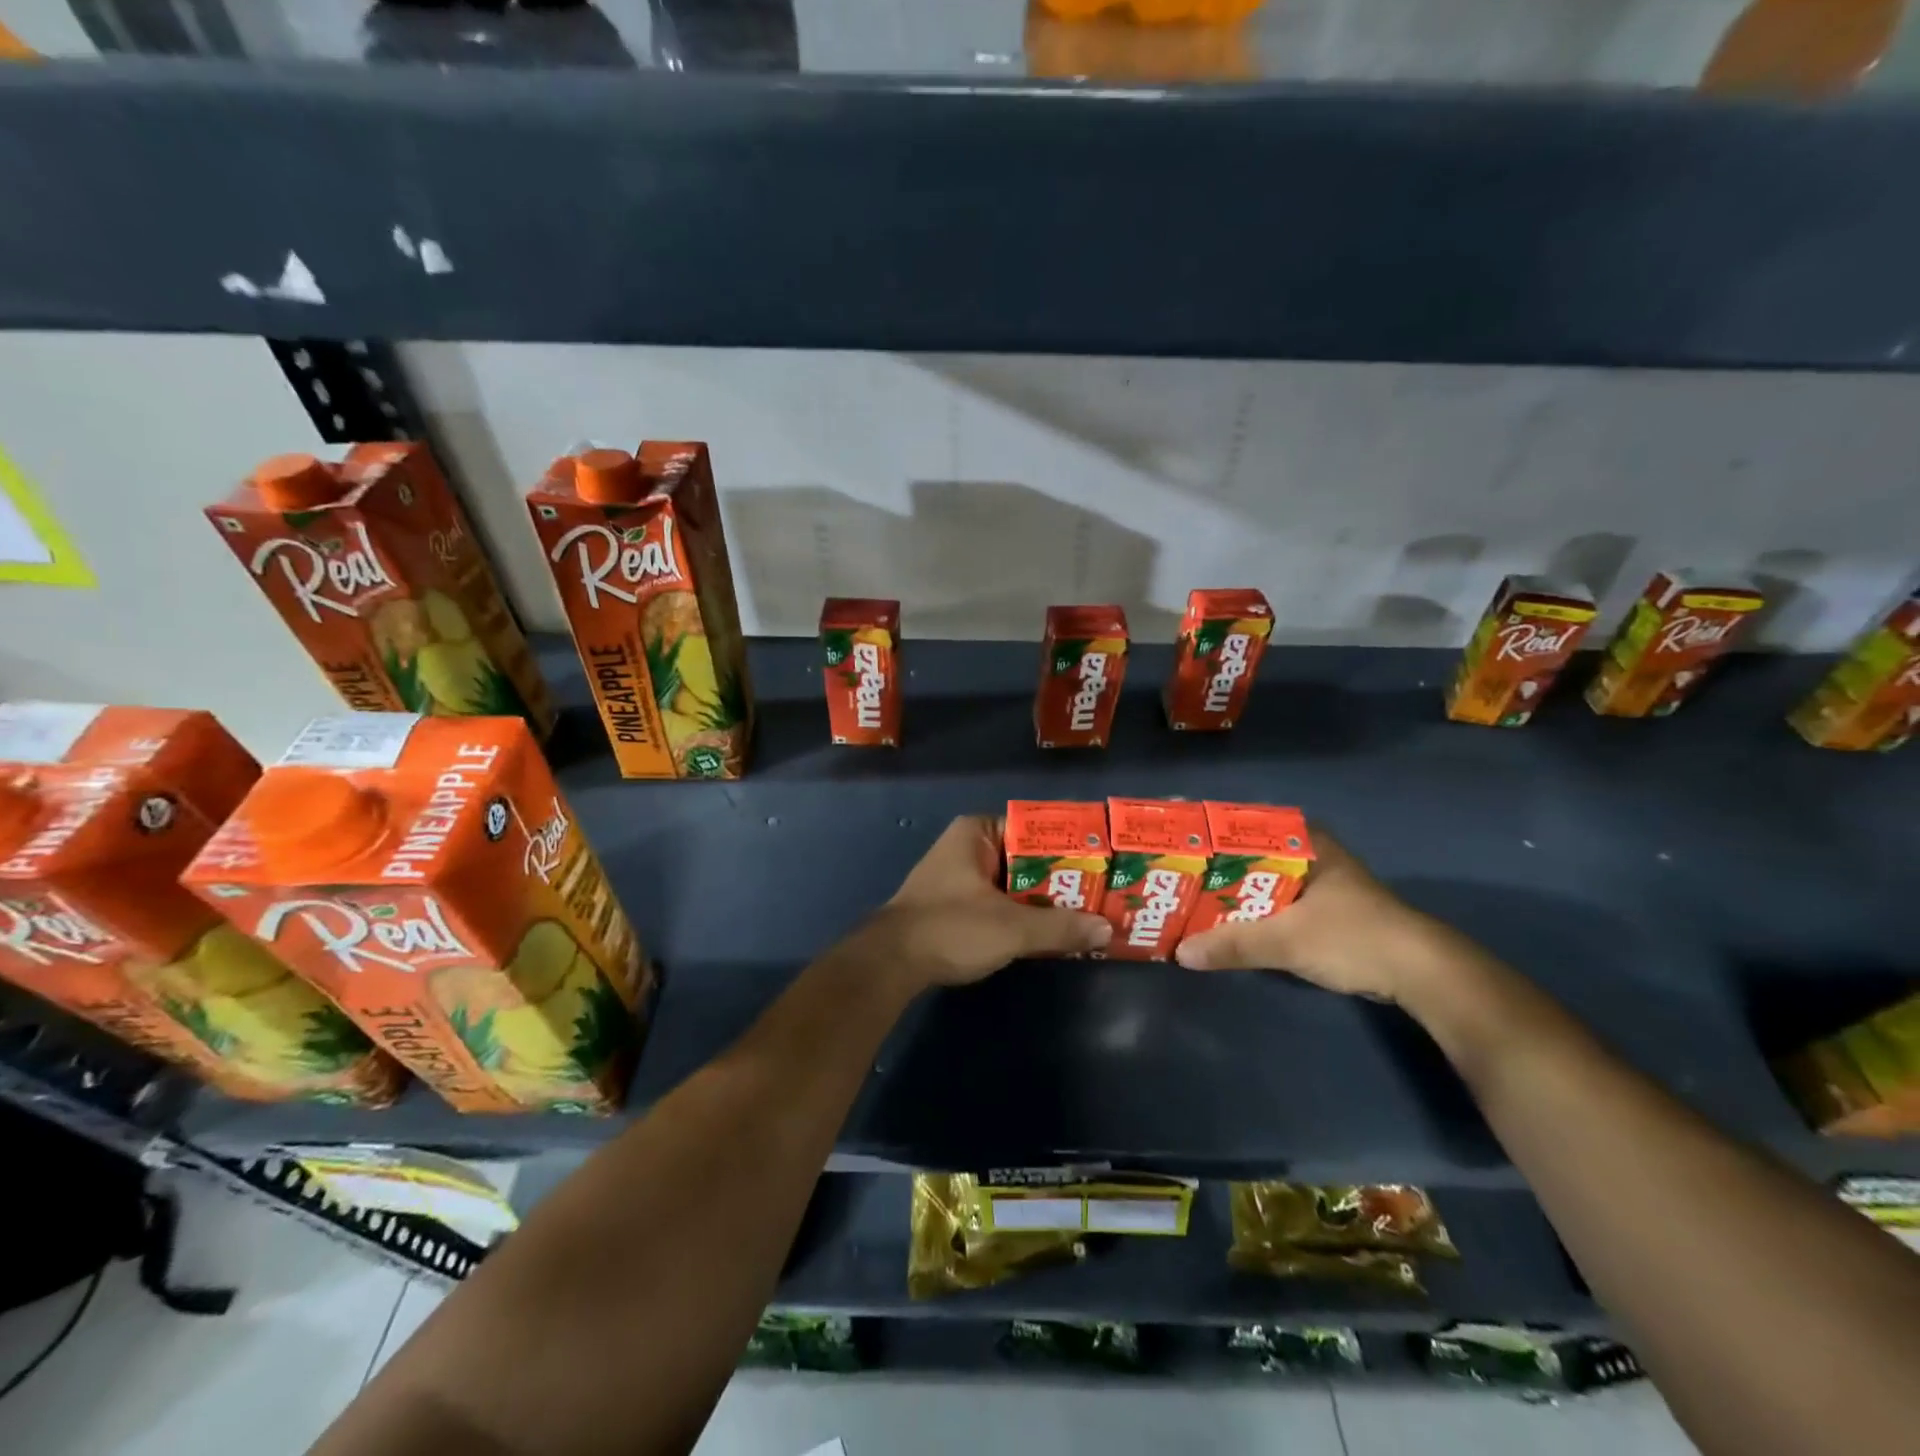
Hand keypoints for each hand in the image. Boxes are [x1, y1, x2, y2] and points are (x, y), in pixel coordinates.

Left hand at [859, 815, 1111, 990]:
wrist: (891, 963)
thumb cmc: (951, 928)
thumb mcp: (1012, 927)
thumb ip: (1060, 927)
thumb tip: (1107, 929)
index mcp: (977, 832)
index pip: (1035, 828)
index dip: (1070, 846)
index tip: (1103, 862)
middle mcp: (968, 846)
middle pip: (1027, 858)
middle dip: (1062, 878)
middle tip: (1104, 892)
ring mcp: (960, 876)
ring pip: (1015, 883)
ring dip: (1045, 900)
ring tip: (1089, 912)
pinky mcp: (956, 904)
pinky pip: (1001, 901)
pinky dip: (1024, 914)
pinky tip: (1052, 931)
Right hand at [1174, 828, 1444, 1001]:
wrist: (1422, 974)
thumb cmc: (1355, 938)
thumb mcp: (1288, 940)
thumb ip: (1234, 944)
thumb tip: (1181, 953)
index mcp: (1304, 841)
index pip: (1243, 822)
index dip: (1206, 828)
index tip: (1171, 836)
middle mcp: (1308, 853)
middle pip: (1246, 852)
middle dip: (1209, 864)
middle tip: (1167, 870)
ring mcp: (1315, 881)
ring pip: (1257, 878)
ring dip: (1226, 890)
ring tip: (1183, 895)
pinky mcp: (1320, 910)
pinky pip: (1270, 901)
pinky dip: (1246, 909)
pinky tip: (1220, 921)